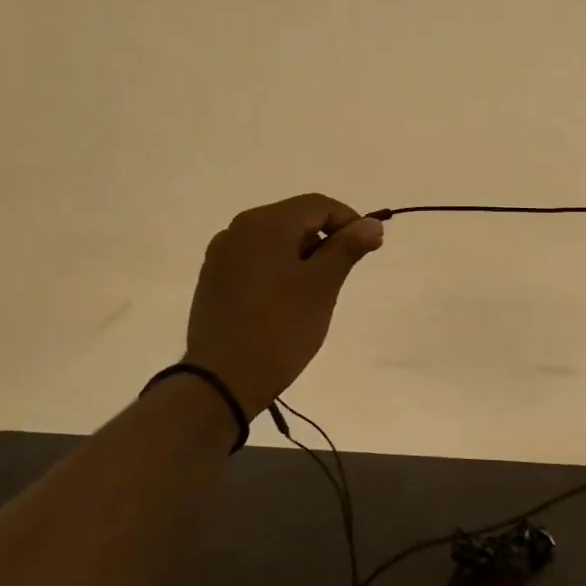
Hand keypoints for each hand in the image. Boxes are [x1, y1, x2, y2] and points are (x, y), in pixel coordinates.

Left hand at [183, 194, 384, 415]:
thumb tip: (372, 224)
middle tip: (345, 273)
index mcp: (264, 224)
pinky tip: (287, 301)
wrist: (222, 380)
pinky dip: (279, 269)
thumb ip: (348, 248)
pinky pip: (255, 261)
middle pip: (294, 219)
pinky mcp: (213, 281)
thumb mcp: (322, 286)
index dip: (350, 221)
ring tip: (318, 291)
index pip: (318, 205)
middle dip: (326, 239)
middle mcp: (237, 230)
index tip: (369, 249)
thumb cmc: (281, 328)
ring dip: (303, 255)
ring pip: (274, 241)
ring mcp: (220, 256)